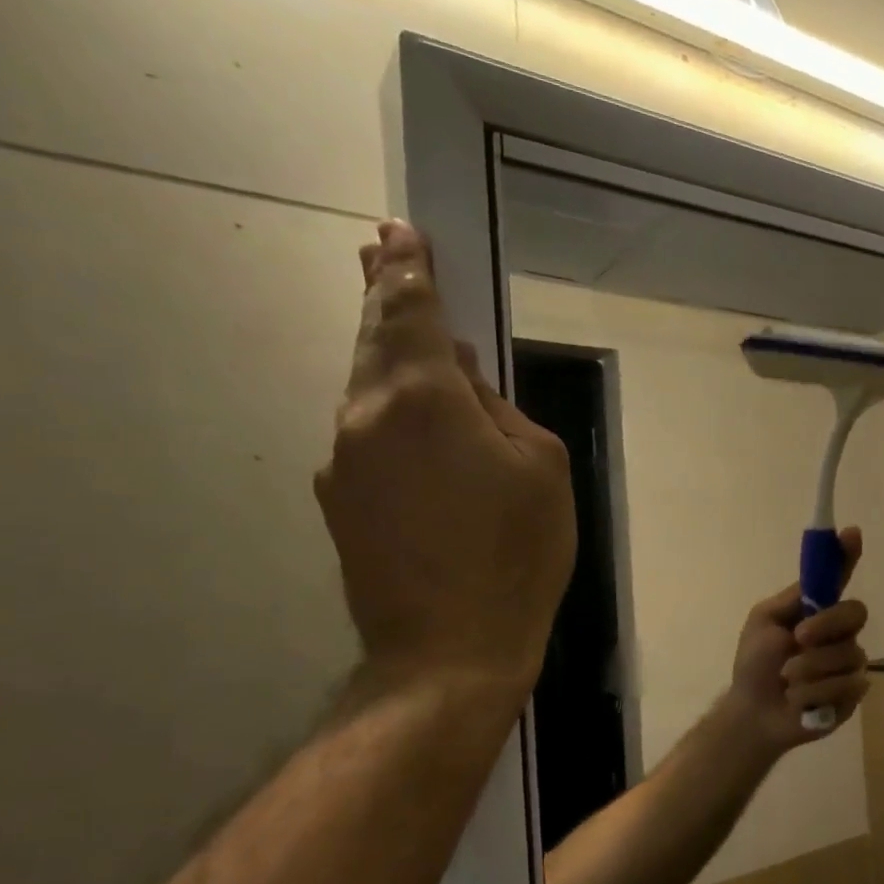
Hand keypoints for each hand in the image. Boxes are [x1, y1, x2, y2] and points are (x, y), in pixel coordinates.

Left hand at [315, 221, 576, 691]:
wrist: (449, 650)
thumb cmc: (516, 554)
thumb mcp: (542, 468)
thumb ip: (499, 409)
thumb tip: (462, 381)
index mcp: (422, 400)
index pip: (410, 314)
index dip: (408, 270)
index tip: (400, 232)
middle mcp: (366, 418)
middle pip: (374, 342)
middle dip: (383, 293)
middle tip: (382, 249)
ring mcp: (344, 463)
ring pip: (368, 390)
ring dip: (388, 355)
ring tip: (406, 329)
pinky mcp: (342, 502)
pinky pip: (370, 436)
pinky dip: (391, 412)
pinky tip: (419, 426)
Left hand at [721, 527, 869, 759]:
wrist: (754, 713)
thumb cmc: (755, 664)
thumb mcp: (763, 622)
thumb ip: (792, 599)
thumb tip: (817, 571)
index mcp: (817, 609)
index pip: (839, 577)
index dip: (848, 554)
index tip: (852, 533)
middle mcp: (840, 631)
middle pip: (855, 613)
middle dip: (826, 625)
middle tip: (799, 638)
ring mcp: (850, 662)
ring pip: (847, 654)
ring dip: (809, 669)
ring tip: (786, 681)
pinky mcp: (853, 693)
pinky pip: (848, 685)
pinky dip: (815, 694)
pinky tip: (800, 701)